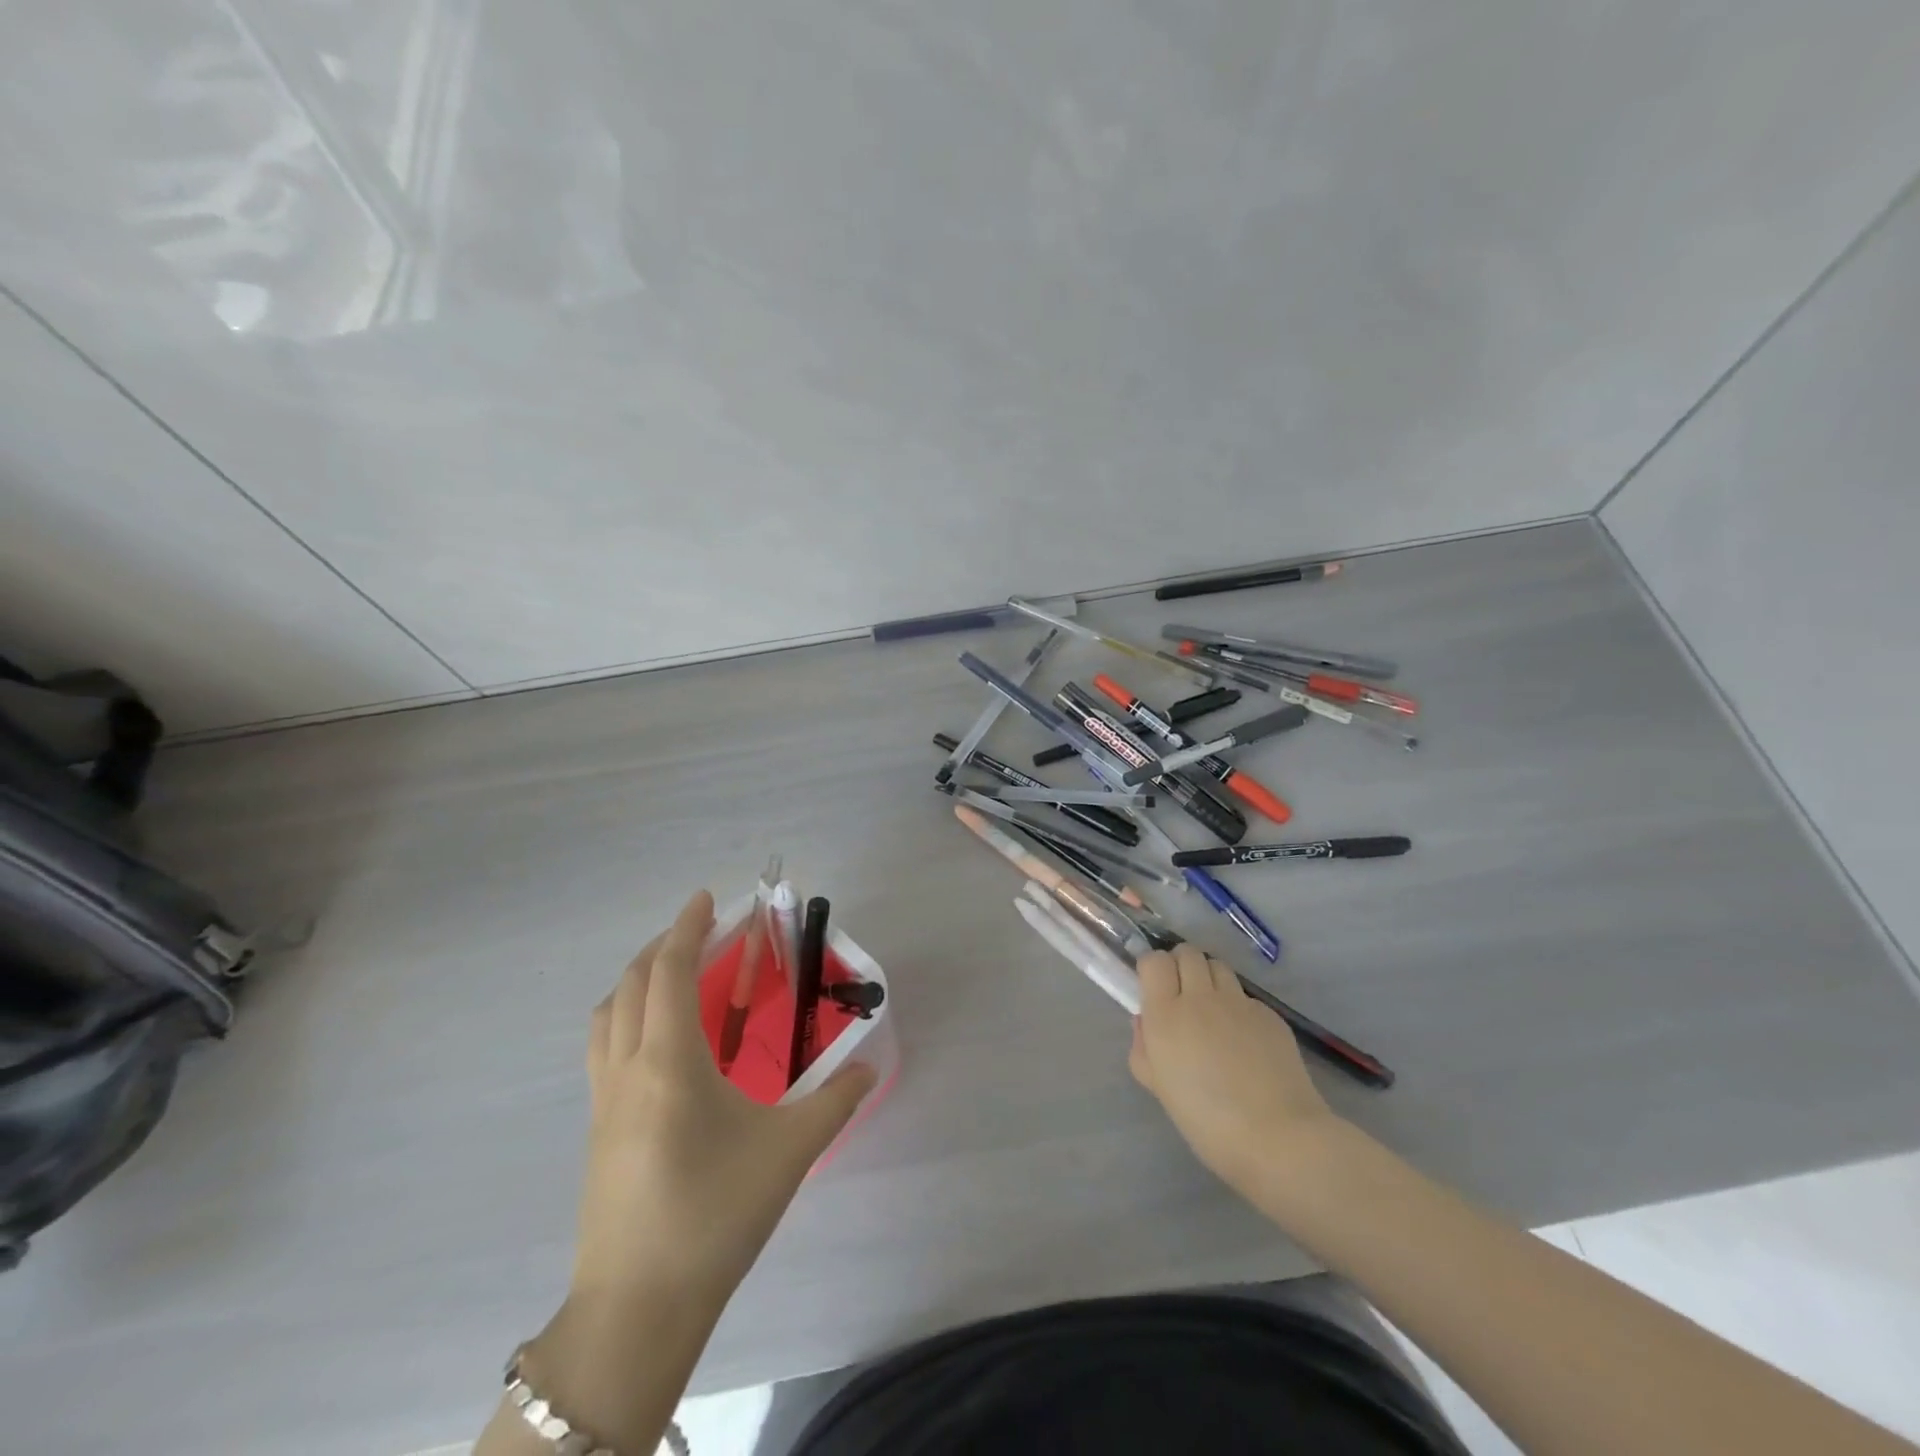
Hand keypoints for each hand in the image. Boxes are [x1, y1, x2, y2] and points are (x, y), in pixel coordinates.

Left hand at [572, 889, 874, 1304]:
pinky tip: (660, 1045)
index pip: (672, 971)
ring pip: (608, 1015)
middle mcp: (627, 1068)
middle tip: (702, 932)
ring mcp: (603, 1101)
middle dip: (665, 945)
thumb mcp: (789, 1152)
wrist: (637, 1308)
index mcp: (668, 1060)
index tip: (706, 898)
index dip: (688, 927)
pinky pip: (604, 1048)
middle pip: (633, 983)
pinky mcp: (597, 1130)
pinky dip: (627, 1017)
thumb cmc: (715, 1213)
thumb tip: (868, 1067)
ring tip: (676, 977)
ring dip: (638, 980)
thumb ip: (835, 1101)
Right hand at [1129, 944, 1340, 1198]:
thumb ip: (1144, 1049)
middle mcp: (1201, 997)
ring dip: (1209, 978)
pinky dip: (1238, 1006)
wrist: (1278, 1136)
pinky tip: (1244, 1038)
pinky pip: (1245, 996)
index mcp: (1166, 1013)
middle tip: (1182, 994)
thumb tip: (1145, 1022)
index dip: (1152, 968)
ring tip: (1212, 1008)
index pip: (1154, 960)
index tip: (1153, 988)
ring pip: (1218, 966)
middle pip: (1187, 953)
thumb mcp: (1159, 1088)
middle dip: (1180, 965)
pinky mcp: (1269, 1013)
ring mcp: (1238, 1002)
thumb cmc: (1207, 1120)